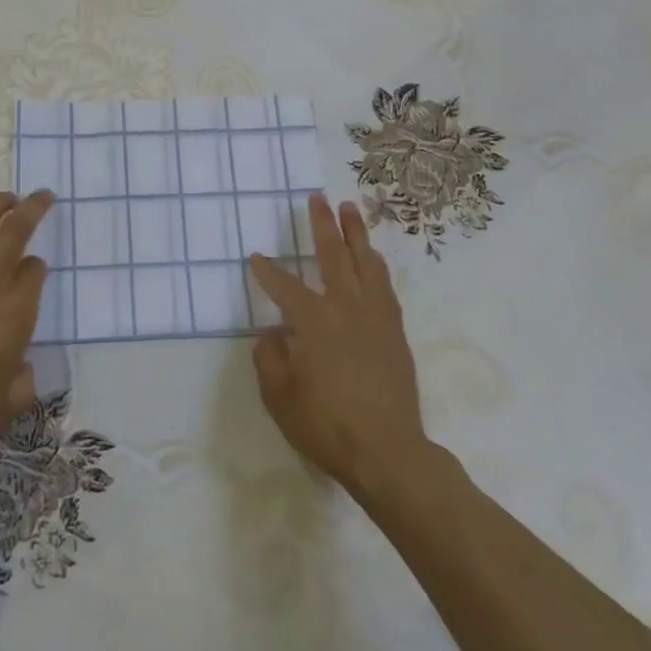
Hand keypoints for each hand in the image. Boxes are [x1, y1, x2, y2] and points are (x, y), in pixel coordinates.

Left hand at [0, 190, 54, 482]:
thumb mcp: (10, 404)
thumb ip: (24, 380)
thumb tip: (22, 367)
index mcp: (16, 311)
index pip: (35, 271)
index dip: (38, 267)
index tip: (35, 271)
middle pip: (15, 231)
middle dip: (33, 209)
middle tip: (41, 196)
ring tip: (6, 198)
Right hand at [249, 195, 428, 497]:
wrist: (388, 452)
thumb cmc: (327, 426)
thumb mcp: (279, 398)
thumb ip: (269, 358)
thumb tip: (273, 333)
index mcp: (314, 321)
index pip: (284, 286)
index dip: (267, 271)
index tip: (256, 257)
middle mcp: (346, 308)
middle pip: (333, 256)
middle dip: (323, 225)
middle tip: (318, 198)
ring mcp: (375, 317)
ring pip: (366, 263)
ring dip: (356, 234)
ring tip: (351, 209)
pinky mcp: (395, 331)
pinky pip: (385, 285)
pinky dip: (376, 265)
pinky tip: (373, 258)